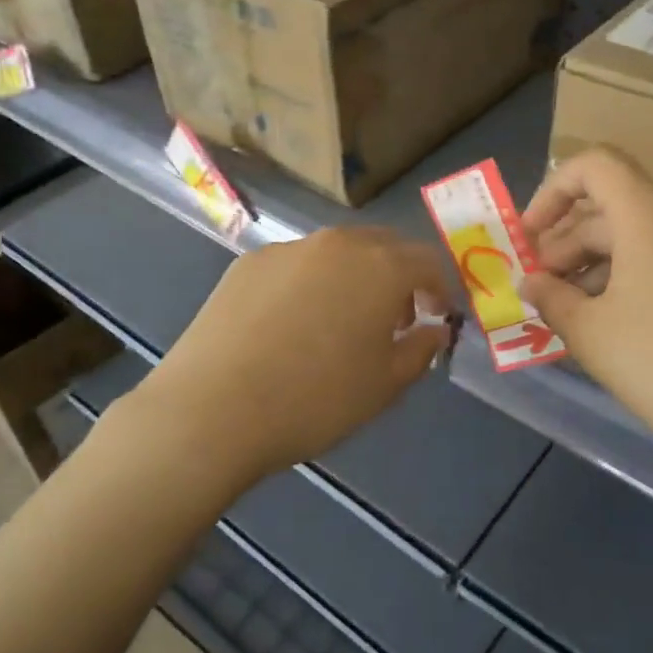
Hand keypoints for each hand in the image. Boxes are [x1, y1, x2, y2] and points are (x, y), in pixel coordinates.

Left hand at [137, 226, 452, 480]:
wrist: (213, 409)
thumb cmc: (315, 399)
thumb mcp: (385, 385)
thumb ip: (420, 349)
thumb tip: (433, 329)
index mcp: (380, 266)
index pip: (427, 261)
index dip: (439, 288)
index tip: (437, 317)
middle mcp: (336, 243)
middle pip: (382, 246)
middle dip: (398, 276)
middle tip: (394, 319)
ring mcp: (287, 249)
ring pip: (336, 252)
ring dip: (353, 278)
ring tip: (341, 323)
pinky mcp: (247, 264)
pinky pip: (296, 265)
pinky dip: (309, 284)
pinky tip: (291, 325)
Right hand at [520, 147, 652, 483]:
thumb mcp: (591, 334)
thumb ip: (551, 299)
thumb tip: (532, 283)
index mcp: (649, 214)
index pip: (593, 165)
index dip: (552, 192)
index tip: (528, 239)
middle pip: (611, 206)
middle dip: (565, 243)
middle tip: (538, 291)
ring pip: (637, 237)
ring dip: (593, 265)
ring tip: (567, 314)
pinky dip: (627, 279)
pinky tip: (609, 325)